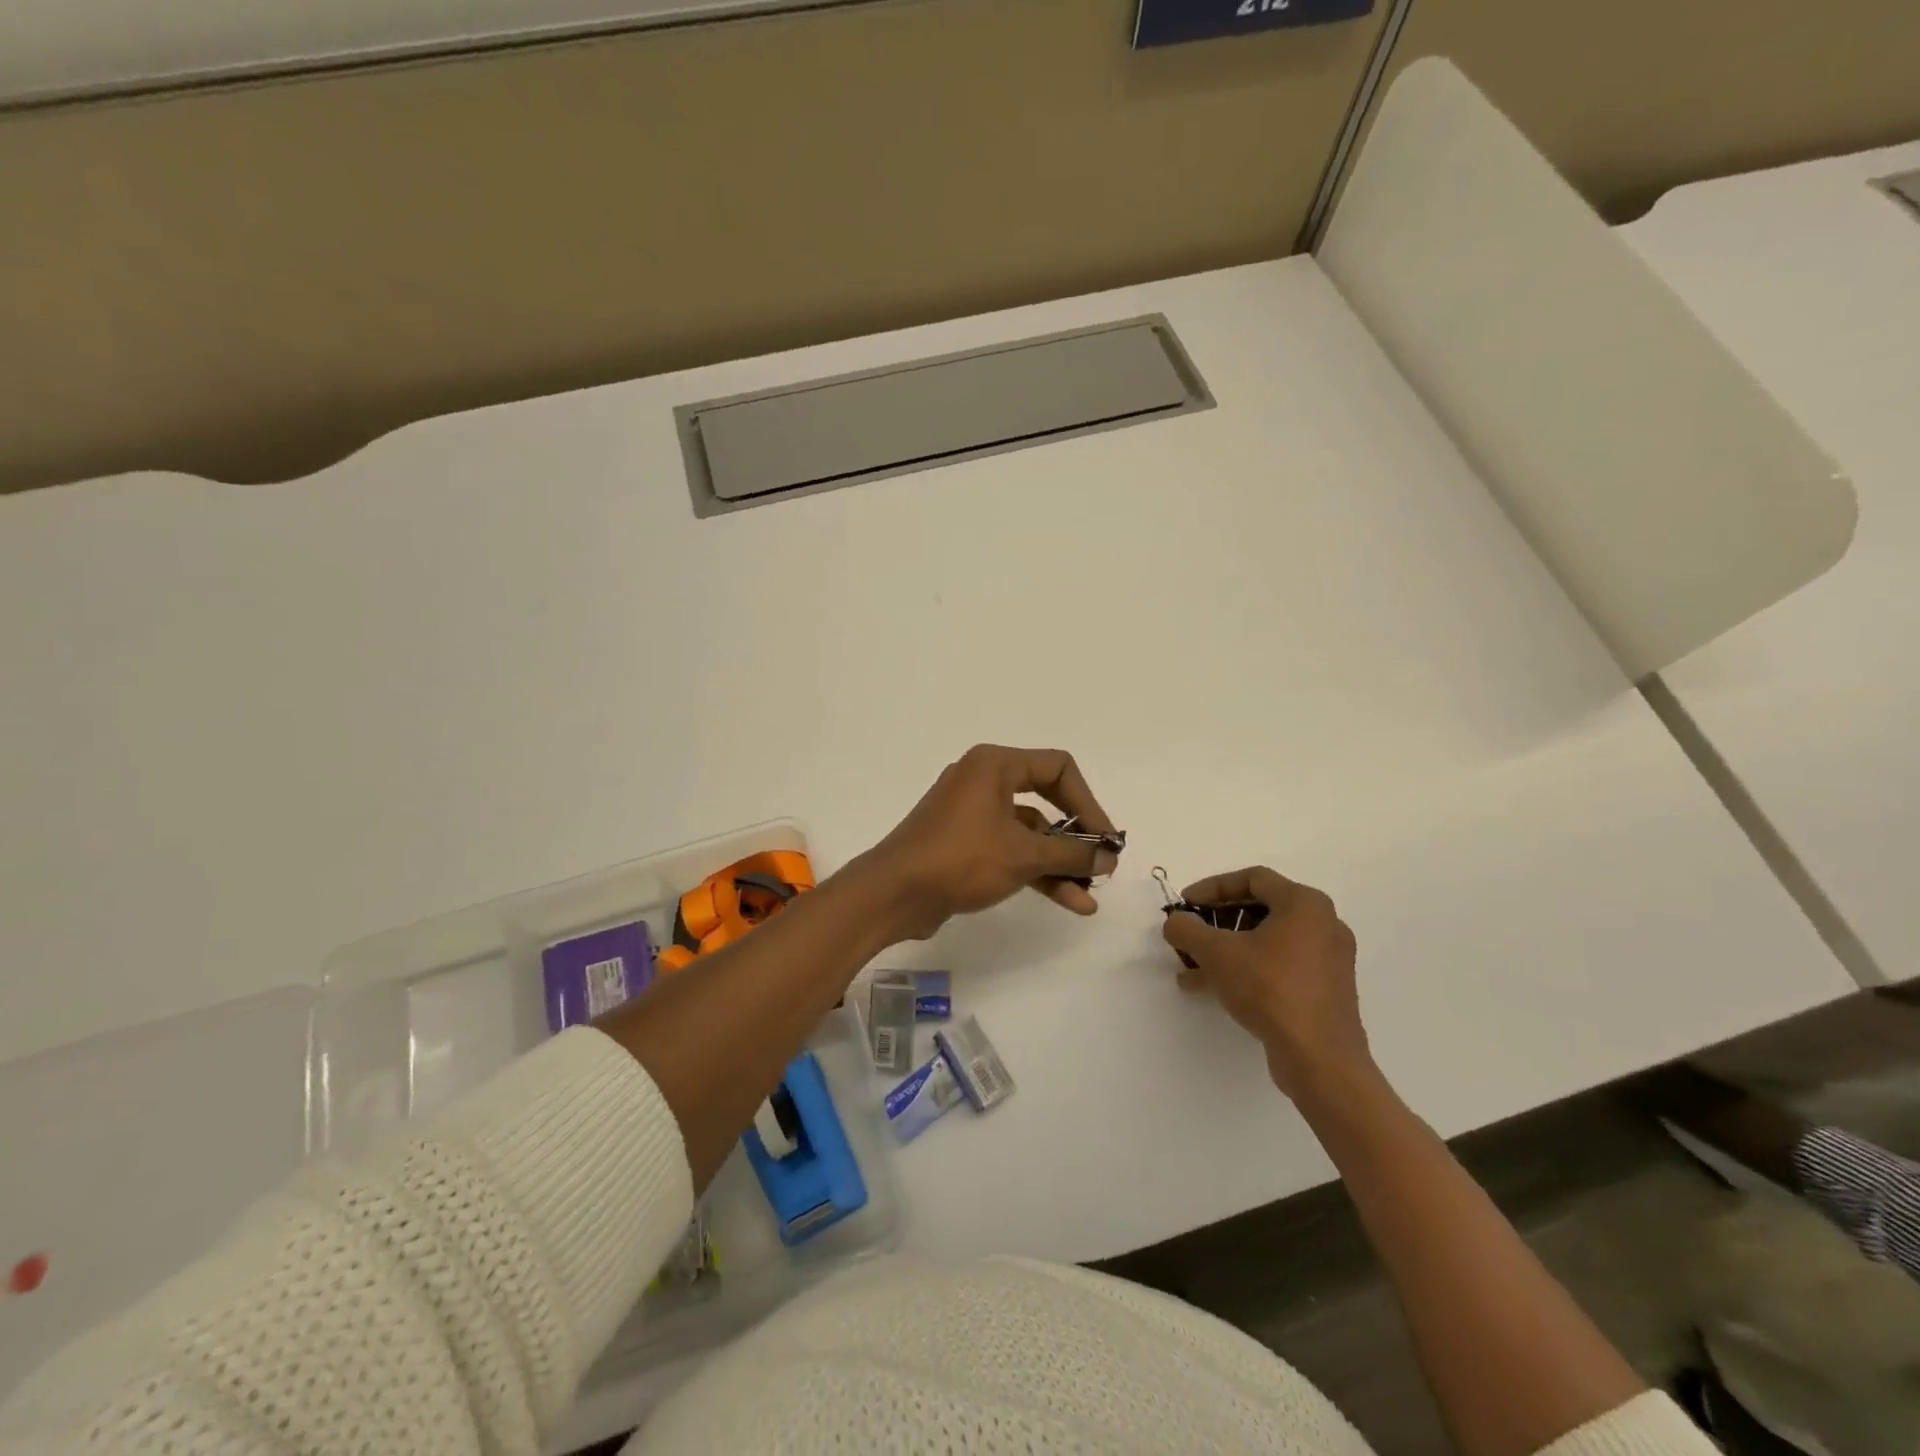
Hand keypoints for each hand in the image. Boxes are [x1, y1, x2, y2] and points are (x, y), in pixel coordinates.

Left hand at [862, 745, 1120, 941]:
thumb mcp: (1024, 855)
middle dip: (1077, 835)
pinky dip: (1036, 871)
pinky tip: (1068, 900)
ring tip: (1090, 894)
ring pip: (1029, 832)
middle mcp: (984, 781)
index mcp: (995, 765)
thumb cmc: (961, 859)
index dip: (1089, 803)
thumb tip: (1109, 856)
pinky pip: (1010, 849)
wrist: (893, 894)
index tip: (1107, 839)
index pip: (1058, 768)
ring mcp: (972, 814)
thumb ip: (1072, 853)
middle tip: (1103, 864)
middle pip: (1047, 800)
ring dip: (1060, 862)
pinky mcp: (965, 843)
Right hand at [1161, 866, 1367, 1097]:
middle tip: (1190, 934)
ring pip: (1267, 942)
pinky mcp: (1325, 990)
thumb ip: (1187, 929)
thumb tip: (1176, 922)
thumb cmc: (1270, 989)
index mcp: (1305, 904)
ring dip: (1227, 949)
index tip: (1185, 904)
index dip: (1212, 887)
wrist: (1320, 1058)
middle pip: (1259, 910)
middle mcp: (1323, 924)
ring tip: (1191, 967)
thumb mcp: (1216, 953)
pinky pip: (1279, 966)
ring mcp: (1328, 959)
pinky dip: (1247, 969)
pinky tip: (1212, 988)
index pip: (1252, 878)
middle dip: (1217, 922)